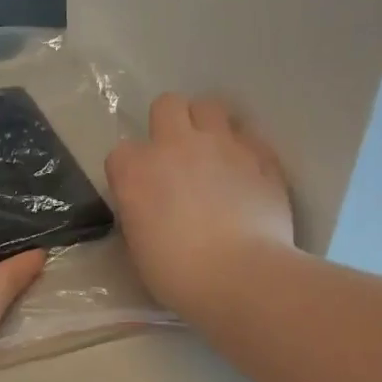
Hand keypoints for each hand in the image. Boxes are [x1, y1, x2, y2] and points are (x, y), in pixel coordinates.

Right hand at [104, 93, 294, 316]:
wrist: (241, 276)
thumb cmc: (178, 275)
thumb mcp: (139, 250)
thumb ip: (140, 215)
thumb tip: (149, 210)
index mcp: (136, 171)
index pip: (121, 153)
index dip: (131, 172)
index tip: (140, 193)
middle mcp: (176, 145)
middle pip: (166, 105)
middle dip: (168, 124)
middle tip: (176, 158)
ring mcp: (222, 145)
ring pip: (210, 107)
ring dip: (206, 127)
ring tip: (212, 157)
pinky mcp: (261, 155)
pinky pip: (248, 137)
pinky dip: (243, 151)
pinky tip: (245, 175)